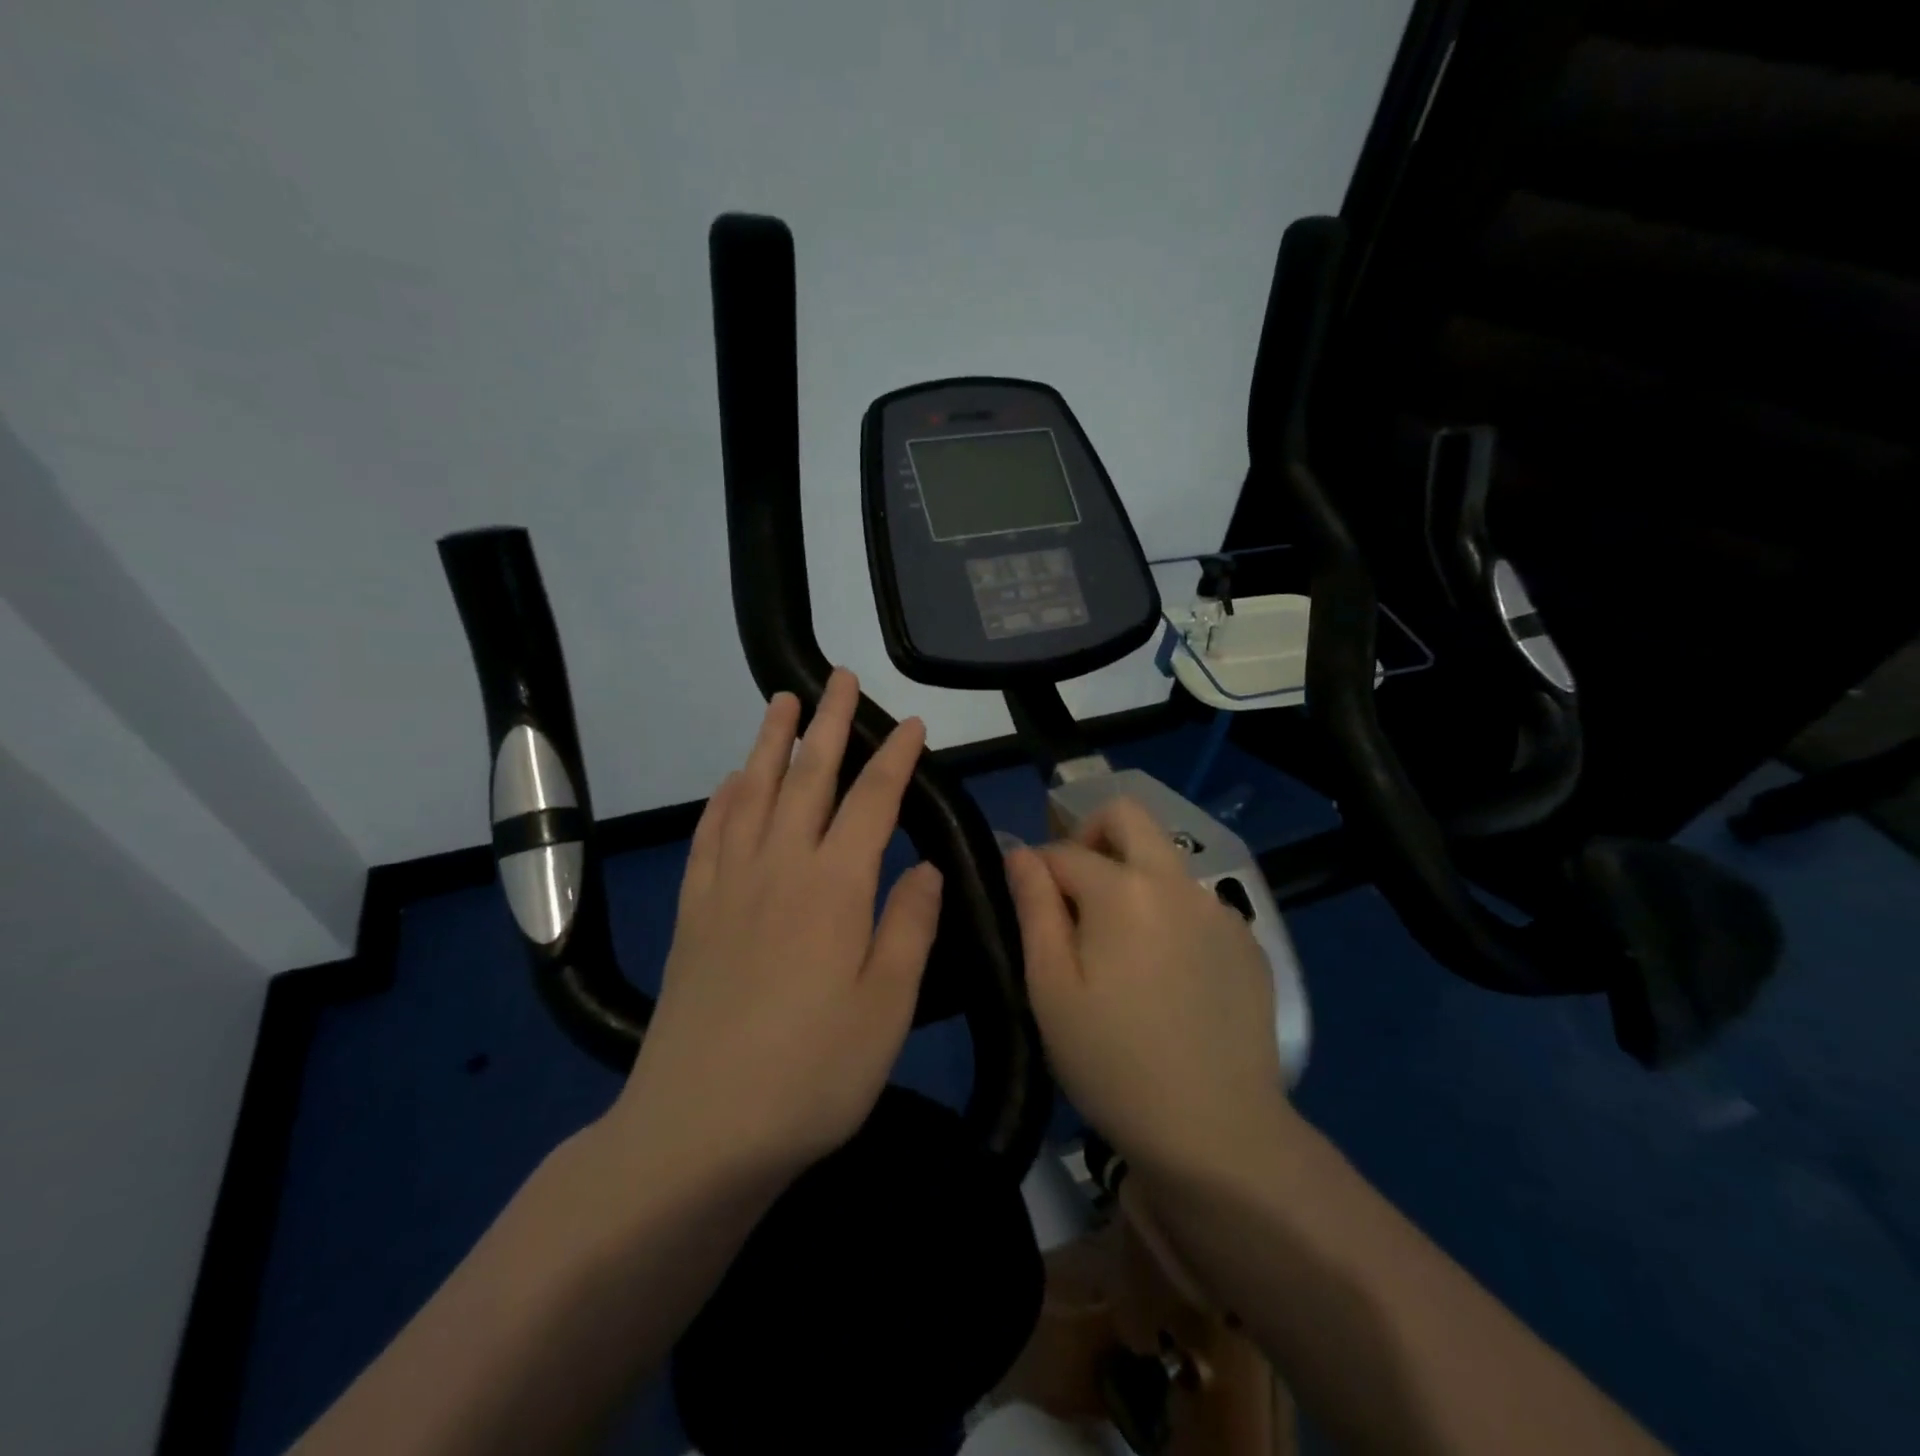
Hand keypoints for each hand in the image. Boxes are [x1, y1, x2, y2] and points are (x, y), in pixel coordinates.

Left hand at [605, 669, 941, 1188]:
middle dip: (828, 724)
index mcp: (834, 888)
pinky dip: (722, 800)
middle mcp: (779, 869)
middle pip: (807, 778)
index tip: (912, 726)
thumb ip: (908, 927)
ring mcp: (728, 887)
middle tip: (838, 678)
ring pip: (751, 793)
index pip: (872, 801)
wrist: (697, 1131)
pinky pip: (709, 836)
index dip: (895, 758)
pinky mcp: (694, 914)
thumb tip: (923, 867)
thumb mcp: (885, 1008)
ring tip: (782, 703)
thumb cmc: (811, 1075)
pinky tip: (728, 784)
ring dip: (769, 743)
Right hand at [1006, 798, 1290, 1175]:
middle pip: (1128, 817)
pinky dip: (1168, 915)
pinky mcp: (1247, 942)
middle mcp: (1177, 882)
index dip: (1036, 871)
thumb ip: (1034, 908)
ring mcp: (1220, 910)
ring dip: (1132, 880)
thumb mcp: (1051, 988)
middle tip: (1074, 894)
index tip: (1028, 908)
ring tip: (1119, 951)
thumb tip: (1020, 852)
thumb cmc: (1114, 1063)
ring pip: (1163, 862)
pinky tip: (1165, 977)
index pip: (1064, 851)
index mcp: (1124, 890)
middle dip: (1090, 836)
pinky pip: (1195, 904)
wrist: (1218, 1134)